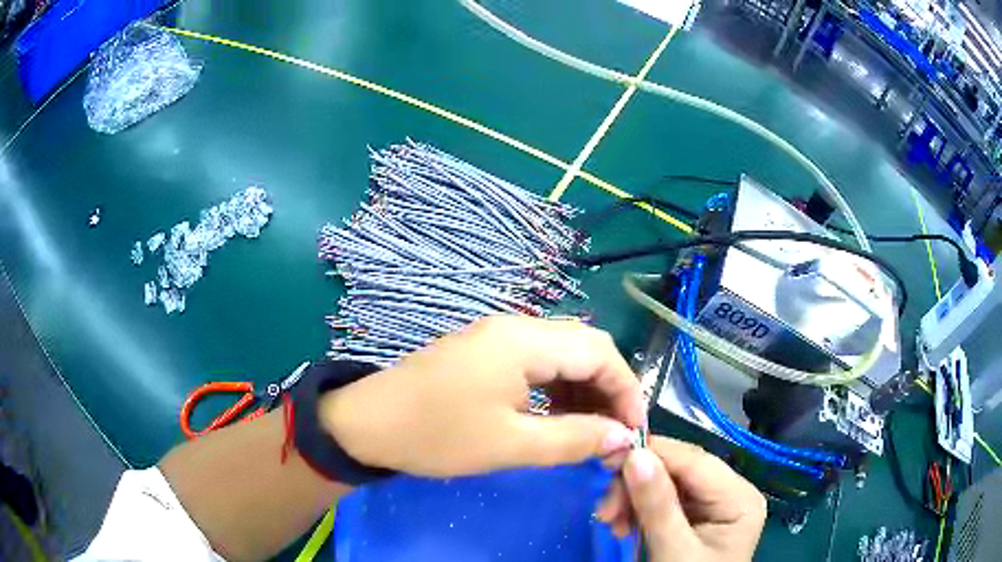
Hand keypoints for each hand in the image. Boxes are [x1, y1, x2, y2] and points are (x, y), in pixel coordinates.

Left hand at [318, 315, 645, 476]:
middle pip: (584, 348)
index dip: (626, 389)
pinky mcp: (485, 352)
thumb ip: (573, 439)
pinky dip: (557, 390)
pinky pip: (537, 364)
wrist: (367, 424)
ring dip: (583, 391)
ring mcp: (497, 337)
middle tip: (614, 434)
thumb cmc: (437, 435)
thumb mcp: (510, 445)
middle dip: (607, 390)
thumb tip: (621, 437)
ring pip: (561, 356)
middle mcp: (516, 327)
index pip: (599, 351)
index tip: (633, 431)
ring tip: (591, 432)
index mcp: (524, 340)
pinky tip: (559, 418)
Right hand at [599, 437, 765, 561]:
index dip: (653, 454)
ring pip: (665, 483)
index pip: (695, 461)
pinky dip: (637, 509)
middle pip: (678, 470)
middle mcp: (731, 493)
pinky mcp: (693, 517)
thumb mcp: (674, 551)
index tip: (609, 459)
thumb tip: (635, 455)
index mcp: (740, 498)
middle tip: (605, 508)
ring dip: (632, 498)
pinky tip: (622, 526)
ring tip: (610, 522)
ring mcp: (712, 505)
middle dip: (637, 484)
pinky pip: (661, 500)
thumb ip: (658, 506)